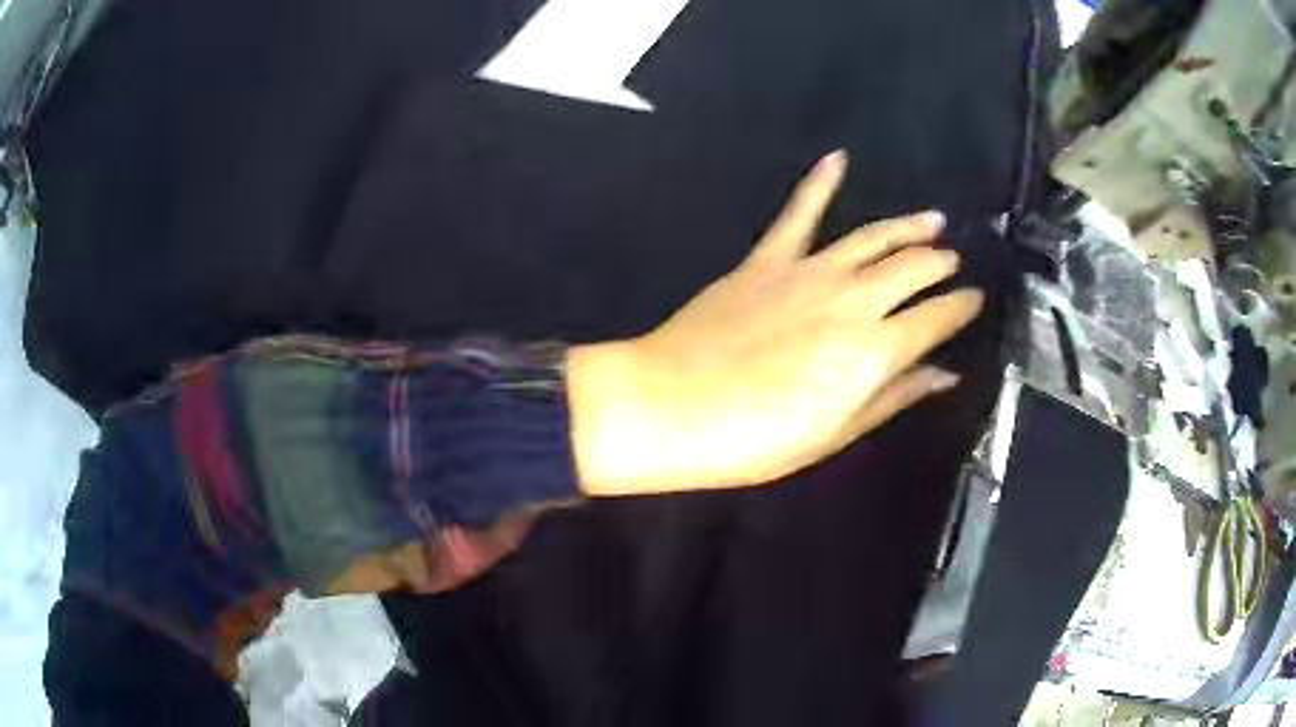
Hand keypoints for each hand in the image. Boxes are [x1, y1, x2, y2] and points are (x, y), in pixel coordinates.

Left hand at [569, 151, 984, 495]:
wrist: (670, 407)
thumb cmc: (756, 440)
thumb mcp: (835, 433)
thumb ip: (895, 396)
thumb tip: (944, 374)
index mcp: (875, 350)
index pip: (937, 318)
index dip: (961, 307)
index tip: (976, 299)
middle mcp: (852, 300)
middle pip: (912, 269)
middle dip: (940, 262)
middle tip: (954, 261)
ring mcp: (808, 272)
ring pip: (871, 237)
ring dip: (906, 226)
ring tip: (933, 219)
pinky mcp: (766, 260)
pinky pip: (798, 214)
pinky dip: (819, 183)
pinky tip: (838, 158)